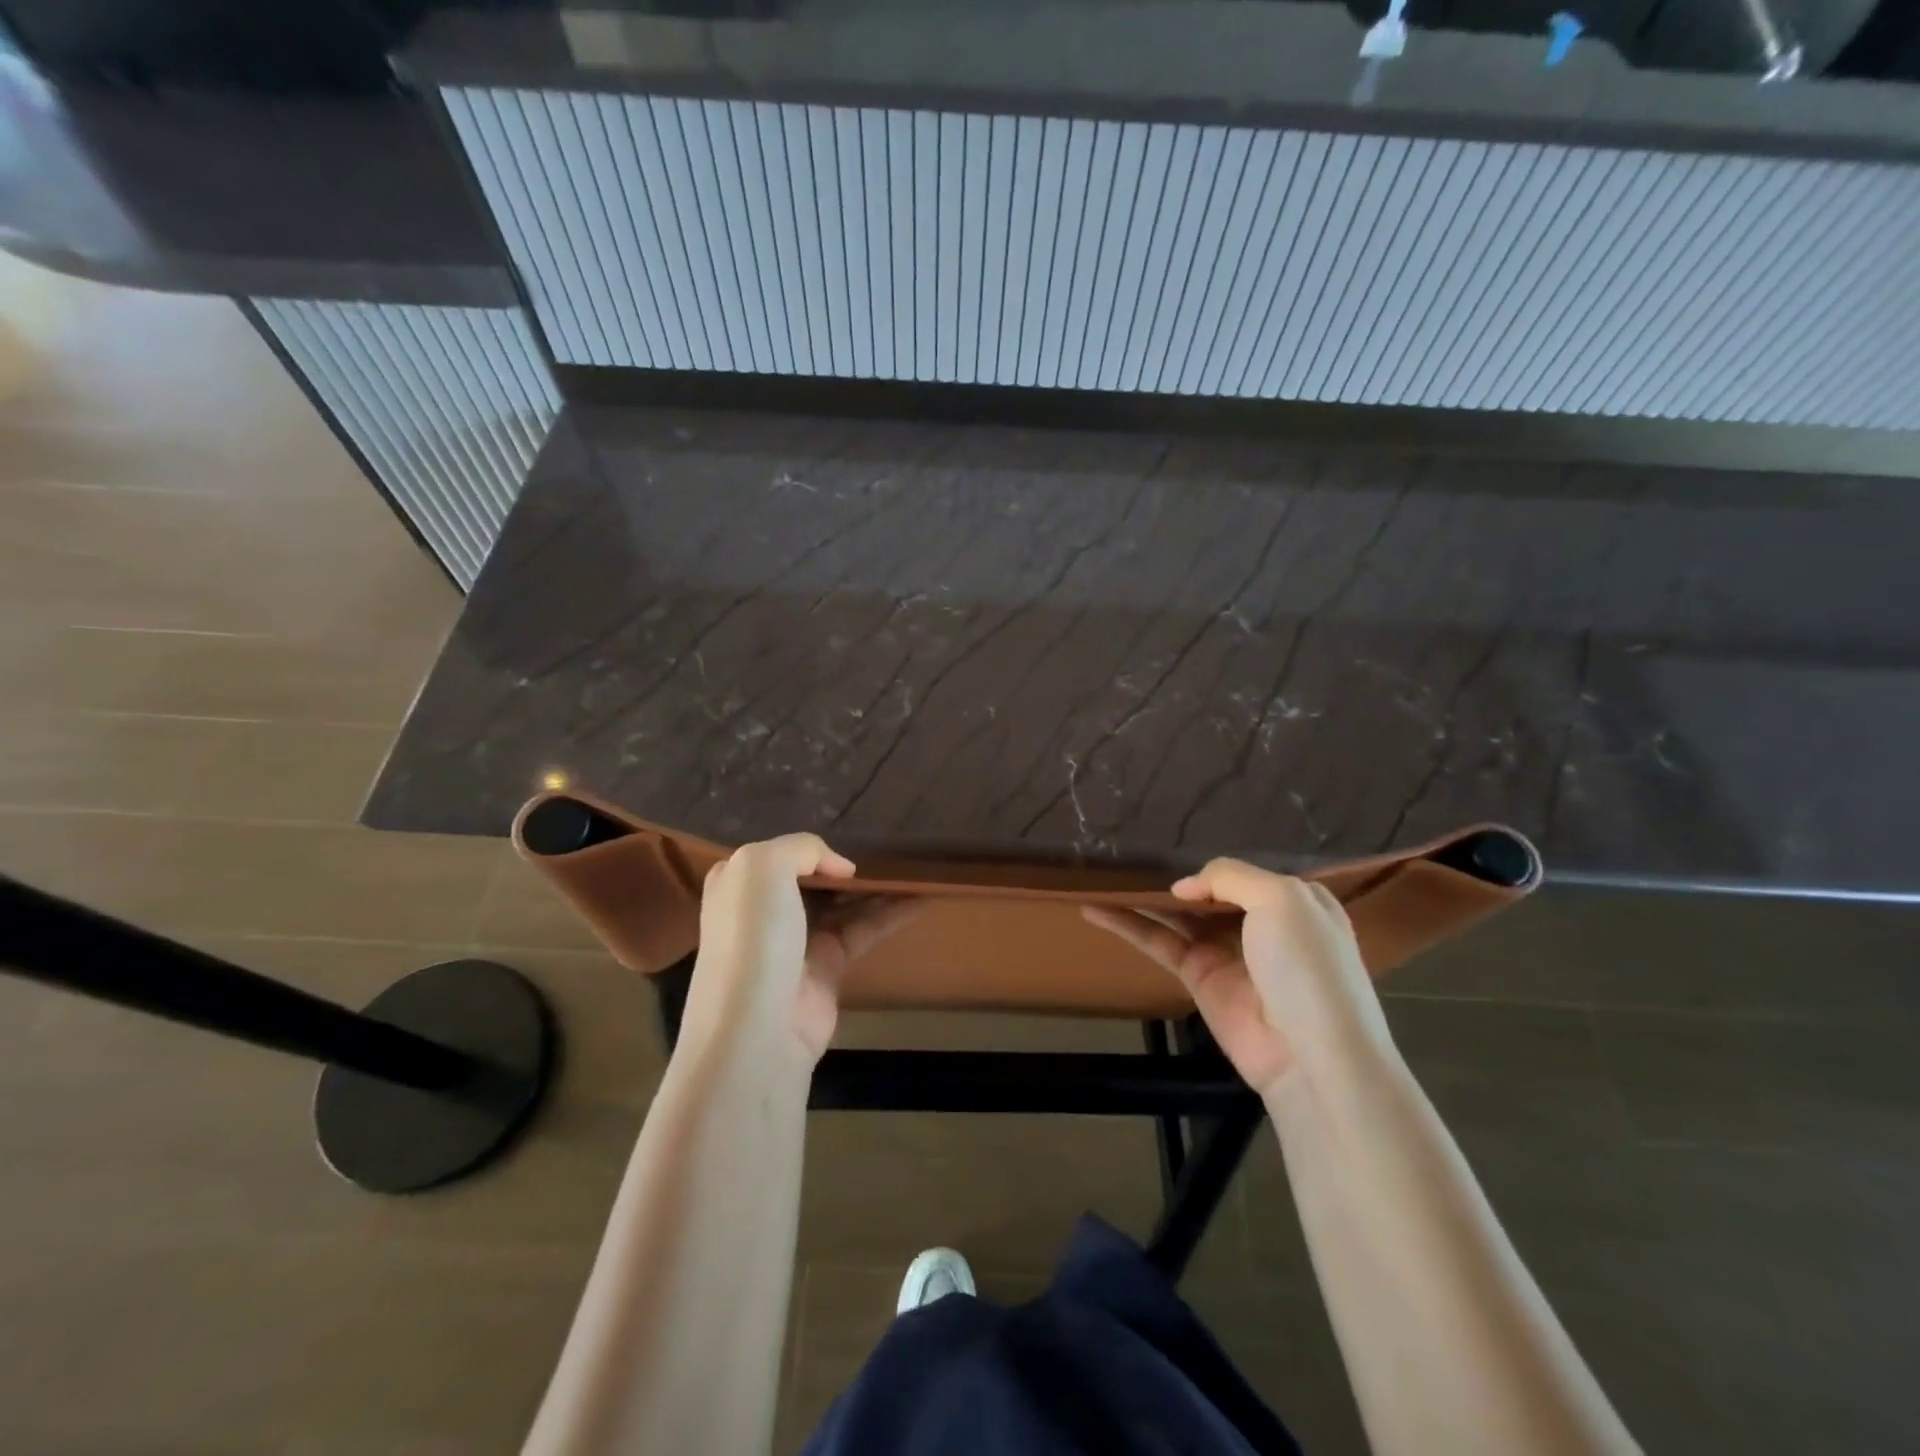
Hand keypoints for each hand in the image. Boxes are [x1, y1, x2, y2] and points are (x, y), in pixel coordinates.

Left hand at [684, 834, 922, 1066]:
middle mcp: (765, 911)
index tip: (839, 841)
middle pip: (811, 878)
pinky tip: (920, 898)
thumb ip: (802, 848)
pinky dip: (891, 914)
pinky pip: (864, 930)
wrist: (759, 1026)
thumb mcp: (764, 868)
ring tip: (911, 867)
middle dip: (842, 866)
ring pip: (841, 903)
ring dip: (873, 887)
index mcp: (739, 884)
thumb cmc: (755, 936)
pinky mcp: (828, 966)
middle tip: (882, 850)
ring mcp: (797, 940)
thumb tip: (841, 868)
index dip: (805, 847)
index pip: (773, 855)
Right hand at [1083, 860, 1390, 1095]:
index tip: (1180, 849)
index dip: (1216, 864)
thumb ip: (1229, 876)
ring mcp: (1226, 951)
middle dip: (1176, 876)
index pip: (1247, 872)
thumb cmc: (1307, 965)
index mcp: (1293, 900)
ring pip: (1177, 915)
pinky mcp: (1198, 978)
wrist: (1310, 1056)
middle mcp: (1259, 923)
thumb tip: (1183, 887)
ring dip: (1143, 898)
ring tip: (1101, 876)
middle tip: (1132, 857)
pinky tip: (1094, 909)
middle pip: (1209, 891)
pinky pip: (1158, 942)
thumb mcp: (1282, 899)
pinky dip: (1126, 925)